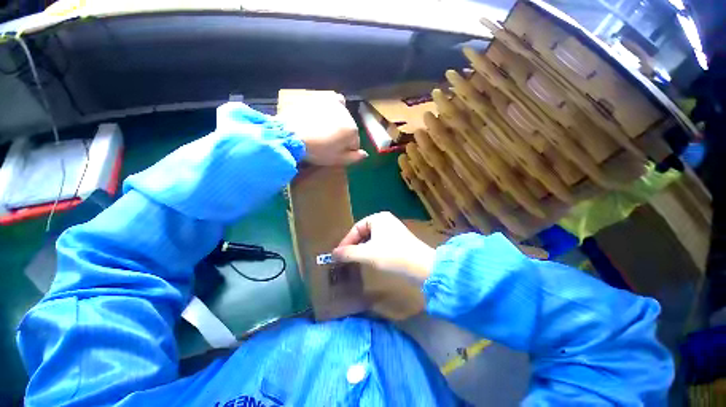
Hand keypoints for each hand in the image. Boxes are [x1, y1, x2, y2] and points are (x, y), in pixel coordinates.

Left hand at [277, 92, 367, 165]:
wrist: (291, 134)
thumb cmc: (317, 151)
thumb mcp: (337, 160)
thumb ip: (354, 158)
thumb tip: (365, 154)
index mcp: (352, 130)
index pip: (355, 143)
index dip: (347, 150)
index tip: (336, 152)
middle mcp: (347, 114)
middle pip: (350, 129)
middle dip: (343, 135)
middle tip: (328, 142)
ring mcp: (335, 104)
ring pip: (343, 117)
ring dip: (338, 123)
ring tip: (323, 130)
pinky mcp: (322, 97)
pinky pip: (335, 101)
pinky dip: (334, 108)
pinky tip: (327, 114)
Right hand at [332, 212, 434, 284]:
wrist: (421, 266)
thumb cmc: (392, 255)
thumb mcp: (367, 254)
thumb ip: (348, 253)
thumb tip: (333, 254)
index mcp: (378, 218)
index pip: (356, 228)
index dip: (346, 241)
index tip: (339, 254)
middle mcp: (386, 220)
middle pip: (364, 232)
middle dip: (355, 245)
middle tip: (346, 257)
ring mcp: (394, 229)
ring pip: (372, 238)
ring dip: (363, 249)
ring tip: (356, 260)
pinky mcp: (399, 239)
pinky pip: (380, 242)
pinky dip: (373, 250)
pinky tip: (371, 259)